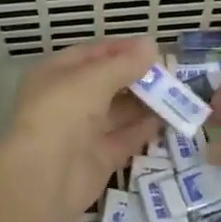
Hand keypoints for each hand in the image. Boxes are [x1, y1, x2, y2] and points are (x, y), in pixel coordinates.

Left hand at [0, 37, 163, 221]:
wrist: (44, 177)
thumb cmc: (63, 112)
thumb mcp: (94, 79)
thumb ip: (125, 64)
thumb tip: (151, 44)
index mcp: (56, 75)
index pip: (91, 54)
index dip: (121, 49)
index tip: (152, 48)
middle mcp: (68, 100)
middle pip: (107, 83)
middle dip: (136, 76)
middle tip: (170, 72)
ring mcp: (83, 131)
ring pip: (118, 111)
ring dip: (145, 102)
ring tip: (176, 93)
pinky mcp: (99, 158)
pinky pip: (125, 138)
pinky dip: (145, 128)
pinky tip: (168, 118)